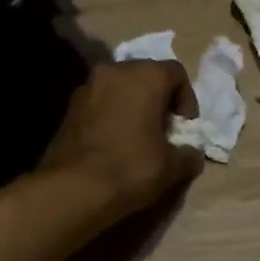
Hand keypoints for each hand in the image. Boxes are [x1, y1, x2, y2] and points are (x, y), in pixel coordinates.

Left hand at [37, 60, 203, 228]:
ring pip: (120, 88)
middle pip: (145, 75)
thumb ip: (188, 154)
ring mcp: (87, 87)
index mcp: (145, 76)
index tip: (185, 126)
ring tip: (138, 136)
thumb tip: (191, 154)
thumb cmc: (131, 168)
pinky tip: (114, 142)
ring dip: (132, 105)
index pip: (175, 73)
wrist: (73, 189)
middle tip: (163, 129)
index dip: (186, 99)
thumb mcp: (172, 167)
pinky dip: (111, 114)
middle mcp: (115, 71)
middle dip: (158, 99)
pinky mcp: (69, 107)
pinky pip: (100, 102)